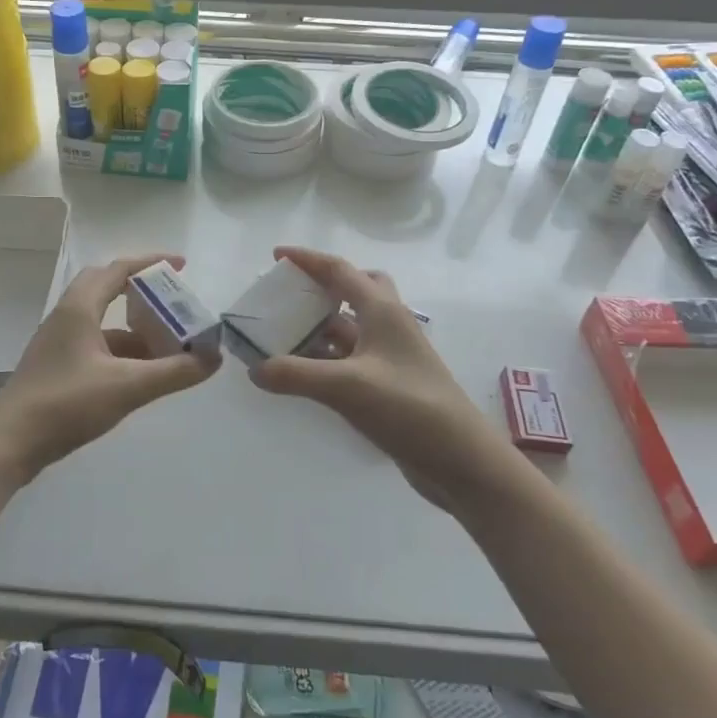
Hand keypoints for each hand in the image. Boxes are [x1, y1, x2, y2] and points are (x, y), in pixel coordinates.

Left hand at [0, 253, 220, 480]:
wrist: (8, 444)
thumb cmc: (66, 404)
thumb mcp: (127, 387)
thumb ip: (174, 372)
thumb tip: (214, 358)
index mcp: (79, 308)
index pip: (118, 269)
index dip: (151, 263)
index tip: (181, 265)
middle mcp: (66, 316)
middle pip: (106, 288)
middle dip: (141, 291)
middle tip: (172, 301)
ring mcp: (58, 342)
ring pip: (101, 321)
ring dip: (133, 327)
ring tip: (168, 343)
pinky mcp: (56, 366)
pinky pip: (95, 344)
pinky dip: (120, 350)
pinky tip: (140, 373)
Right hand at [249, 246, 499, 501]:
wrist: (462, 461)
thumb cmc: (409, 409)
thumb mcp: (347, 387)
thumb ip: (296, 375)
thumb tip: (254, 369)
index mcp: (383, 311)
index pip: (340, 270)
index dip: (307, 259)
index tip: (276, 255)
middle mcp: (388, 326)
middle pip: (356, 289)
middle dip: (323, 285)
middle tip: (291, 294)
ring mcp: (391, 356)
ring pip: (351, 327)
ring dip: (320, 326)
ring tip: (282, 334)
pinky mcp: (389, 384)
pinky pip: (351, 358)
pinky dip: (326, 358)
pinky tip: (303, 372)